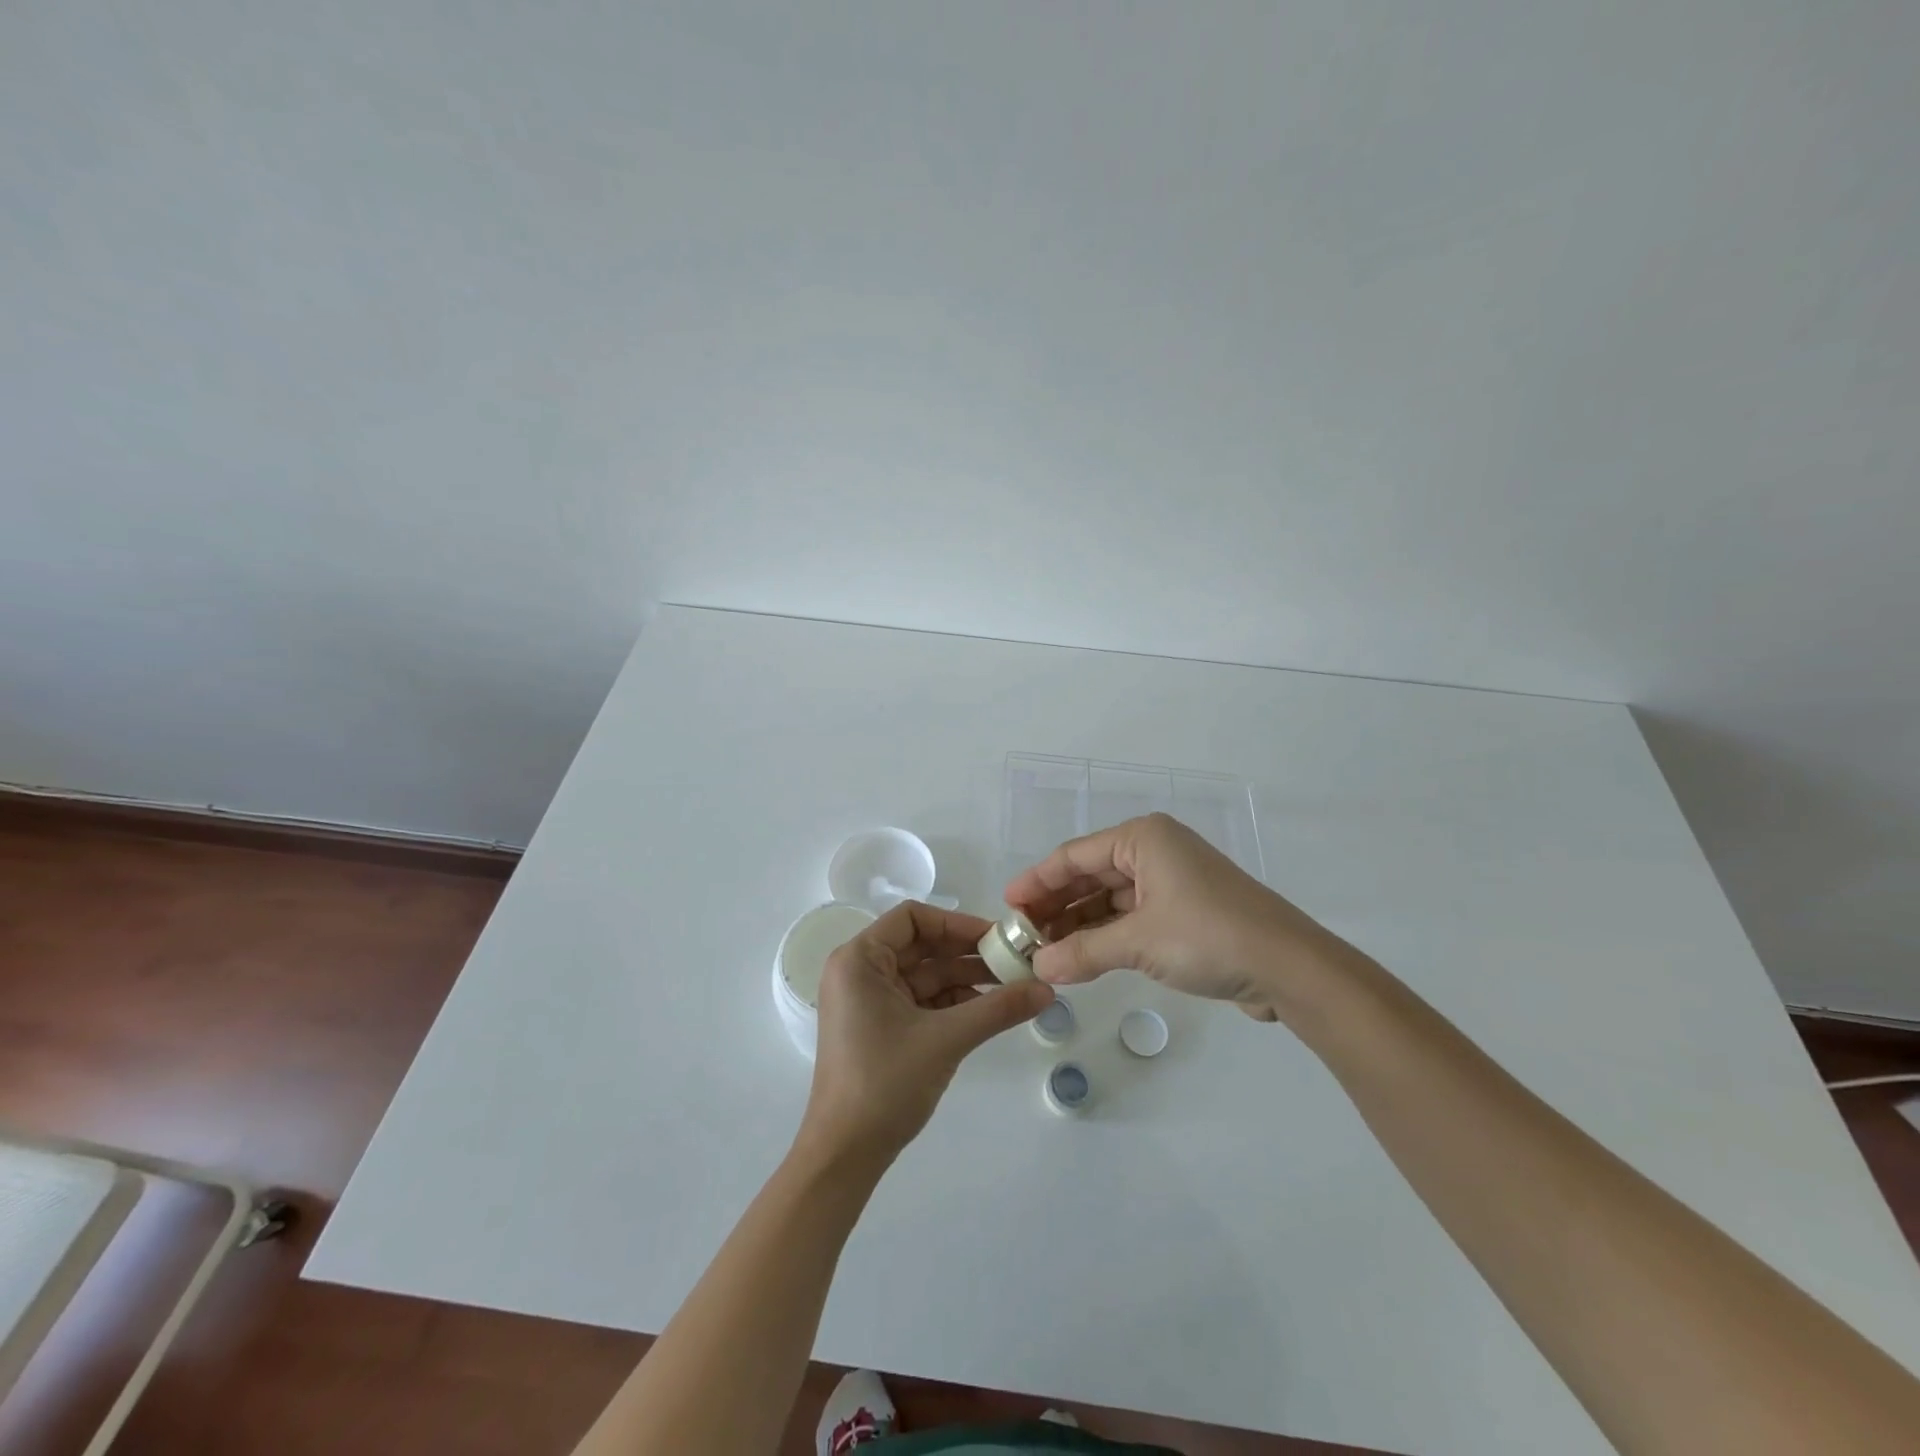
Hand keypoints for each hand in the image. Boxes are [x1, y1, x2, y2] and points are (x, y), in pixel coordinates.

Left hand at [800, 902, 1053, 1166]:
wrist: (845, 1155)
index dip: (957, 923)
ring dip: (965, 979)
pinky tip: (987, 1010)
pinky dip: (952, 1003)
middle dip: (967, 953)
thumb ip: (998, 1009)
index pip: (912, 918)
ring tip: (1011, 986)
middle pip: (921, 946)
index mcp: (860, 960)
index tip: (997, 937)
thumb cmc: (885, 1083)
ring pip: (924, 975)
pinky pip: (921, 1001)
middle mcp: (860, 972)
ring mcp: (868, 1001)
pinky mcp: (879, 1027)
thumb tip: (1048, 989)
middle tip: (1014, 961)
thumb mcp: (946, 1039)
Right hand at [1004, 813, 1357, 1021]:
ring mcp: (1172, 882)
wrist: (1290, 968)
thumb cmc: (1209, 936)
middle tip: (1022, 936)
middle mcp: (1155, 852)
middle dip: (1056, 906)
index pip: (1074, 856)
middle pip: (1091, 875)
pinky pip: (1131, 918)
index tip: (1007, 905)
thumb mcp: (1139, 943)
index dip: (1037, 881)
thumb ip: (1083, 952)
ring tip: (1045, 953)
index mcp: (1143, 839)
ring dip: (1079, 925)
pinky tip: (1082, 959)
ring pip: (1110, 899)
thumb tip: (1037, 968)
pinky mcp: (1185, 912)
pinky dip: (1106, 936)